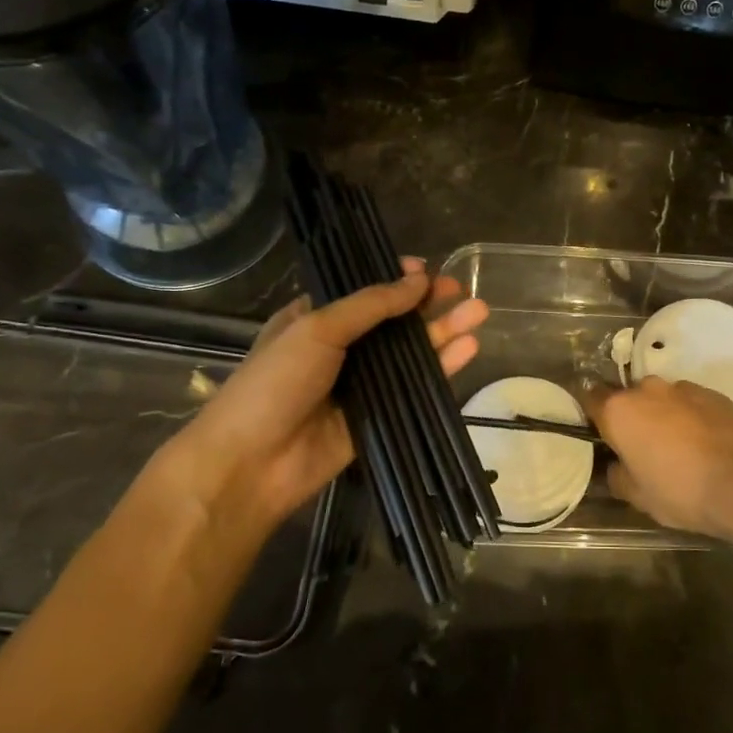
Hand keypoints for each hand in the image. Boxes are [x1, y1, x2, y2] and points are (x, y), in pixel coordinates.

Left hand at [152, 260, 487, 539]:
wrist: (253, 462)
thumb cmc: (275, 382)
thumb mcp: (317, 328)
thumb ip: (371, 305)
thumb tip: (420, 279)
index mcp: (316, 319)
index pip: (364, 290)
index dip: (396, 278)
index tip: (428, 269)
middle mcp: (342, 348)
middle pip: (394, 320)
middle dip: (428, 304)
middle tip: (462, 291)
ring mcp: (362, 383)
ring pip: (411, 352)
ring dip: (444, 332)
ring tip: (479, 312)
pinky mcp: (380, 415)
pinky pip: (416, 387)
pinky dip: (442, 367)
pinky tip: (468, 349)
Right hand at [583, 377, 732, 539]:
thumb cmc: (681, 491)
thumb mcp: (637, 497)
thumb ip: (618, 475)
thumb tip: (618, 465)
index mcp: (619, 410)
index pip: (590, 399)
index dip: (592, 417)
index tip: (601, 436)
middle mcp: (648, 389)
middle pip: (629, 398)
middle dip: (632, 418)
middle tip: (642, 448)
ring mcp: (685, 388)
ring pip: (663, 399)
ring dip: (664, 416)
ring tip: (679, 448)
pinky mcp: (716, 394)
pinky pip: (692, 403)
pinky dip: (692, 418)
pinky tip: (705, 445)